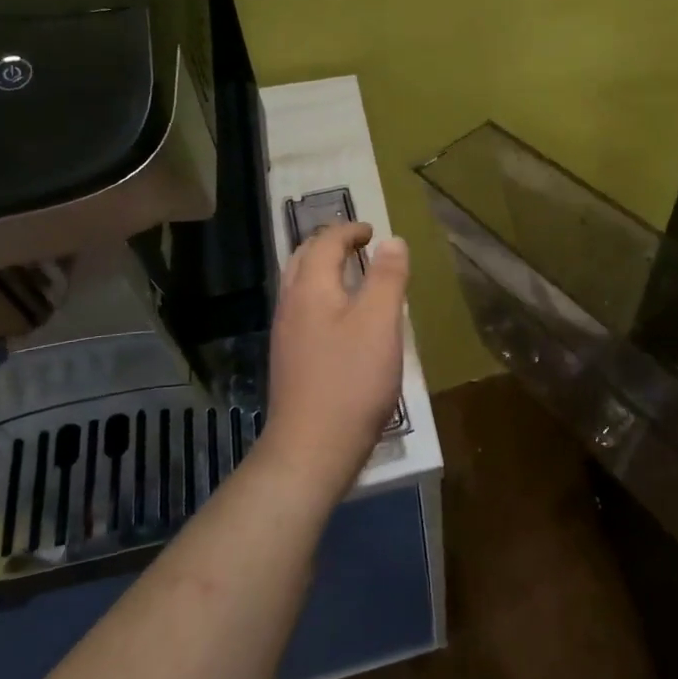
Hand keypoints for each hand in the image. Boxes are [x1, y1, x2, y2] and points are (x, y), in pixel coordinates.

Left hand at [263, 222, 408, 487]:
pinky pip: (303, 310)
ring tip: (351, 274)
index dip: (349, 230)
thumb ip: (387, 277)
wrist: (311, 448)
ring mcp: (285, 334)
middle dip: (328, 244)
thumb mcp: (380, 323)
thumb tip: (392, 240)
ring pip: (299, 285)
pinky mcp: (290, 359)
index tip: (373, 231)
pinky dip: (321, 295)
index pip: (324, 242)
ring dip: (322, 269)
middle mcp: (290, 305)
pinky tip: (341, 318)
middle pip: (302, 259)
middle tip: (357, 244)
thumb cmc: (351, 380)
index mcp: (311, 288)